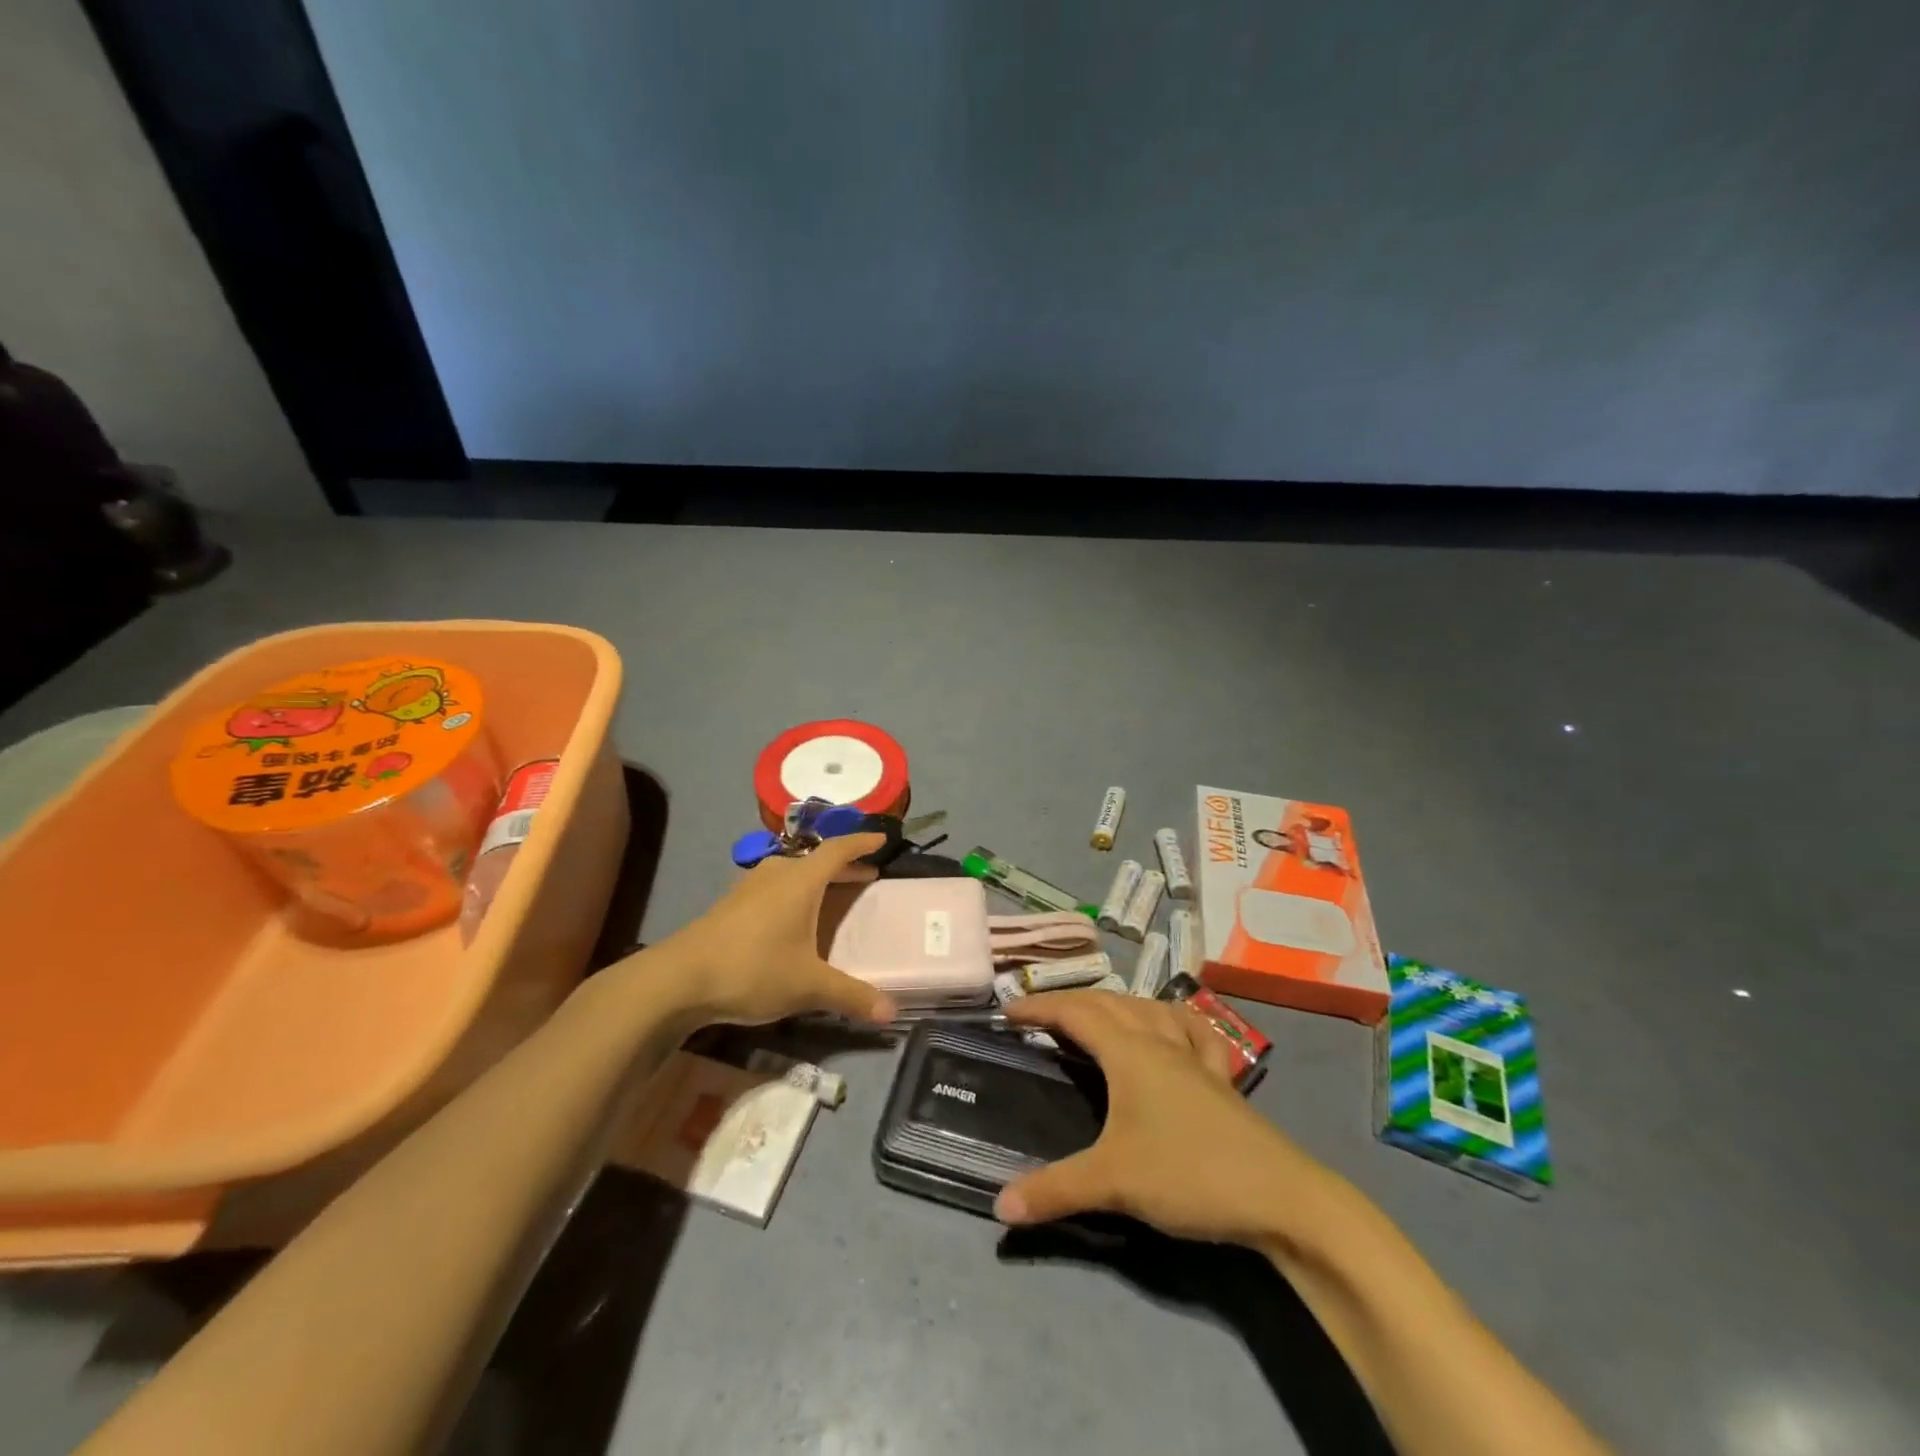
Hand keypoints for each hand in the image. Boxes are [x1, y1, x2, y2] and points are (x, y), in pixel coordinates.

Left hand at [654, 832, 897, 1027]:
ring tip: (833, 894)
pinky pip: (774, 887)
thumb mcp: (808, 986)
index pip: (839, 849)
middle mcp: (776, 873)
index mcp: (801, 880)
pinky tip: (793, 917)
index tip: (882, 838)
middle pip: (817, 860)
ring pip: (793, 873)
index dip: (862, 842)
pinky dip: (794, 893)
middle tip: (868, 875)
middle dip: (844, 866)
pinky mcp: (731, 904)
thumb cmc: (752, 969)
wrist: (678, 979)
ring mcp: (749, 887)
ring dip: (817, 880)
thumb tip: (892, 1014)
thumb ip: (851, 996)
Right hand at [996, 991, 1334, 1244]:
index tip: (1007, 1011)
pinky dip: (1170, 1019)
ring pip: (1148, 1009)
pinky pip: (1190, 1030)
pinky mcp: (1219, 1077)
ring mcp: (1193, 1056)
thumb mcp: (1114, 1182)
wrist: (1280, 1197)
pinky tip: (1171, 1028)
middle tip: (1039, 1016)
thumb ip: (1054, 1190)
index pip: (1074, 1013)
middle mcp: (1158, 1041)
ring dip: (1114, 1004)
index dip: (1039, 1007)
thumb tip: (999, 1207)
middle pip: (1108, 1003)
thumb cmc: (1189, 1175)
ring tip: (1094, 1016)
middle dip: (1069, 1002)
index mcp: (1129, 1051)